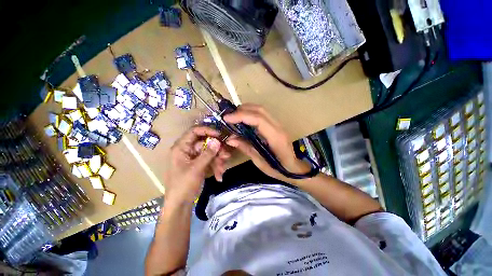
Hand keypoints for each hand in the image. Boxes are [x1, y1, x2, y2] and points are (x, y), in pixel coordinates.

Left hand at [165, 126, 229, 202]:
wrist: (180, 205)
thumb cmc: (183, 185)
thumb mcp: (196, 168)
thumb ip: (208, 154)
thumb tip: (217, 141)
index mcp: (181, 147)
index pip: (194, 131)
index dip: (207, 130)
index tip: (220, 135)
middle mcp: (188, 150)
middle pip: (206, 143)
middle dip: (217, 150)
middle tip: (226, 156)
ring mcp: (195, 157)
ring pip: (210, 152)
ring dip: (218, 160)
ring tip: (222, 170)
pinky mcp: (200, 164)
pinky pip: (211, 160)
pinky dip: (216, 166)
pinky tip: (219, 176)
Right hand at [223, 104, 309, 182]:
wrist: (294, 168)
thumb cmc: (278, 169)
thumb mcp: (260, 162)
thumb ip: (246, 148)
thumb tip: (230, 139)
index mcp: (275, 137)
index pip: (258, 119)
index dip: (241, 116)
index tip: (226, 118)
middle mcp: (278, 127)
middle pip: (260, 110)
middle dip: (242, 110)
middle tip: (228, 117)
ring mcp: (278, 124)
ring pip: (261, 110)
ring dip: (246, 110)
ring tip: (234, 117)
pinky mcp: (276, 125)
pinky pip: (262, 114)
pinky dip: (251, 113)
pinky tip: (243, 119)